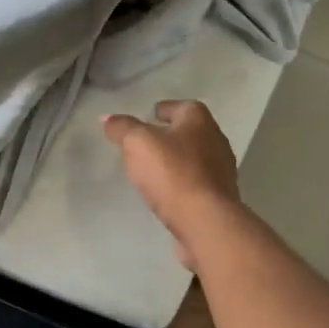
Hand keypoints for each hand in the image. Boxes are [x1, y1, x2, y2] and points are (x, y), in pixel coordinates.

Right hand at [102, 99, 240, 268]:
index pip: (181, 106)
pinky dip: (183, 183)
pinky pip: (197, 183)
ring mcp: (221, 170)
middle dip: (171, 135)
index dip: (164, 110)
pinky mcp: (219, 197)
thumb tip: (107, 118)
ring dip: (177, 161)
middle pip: (190, 132)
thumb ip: (122, 128)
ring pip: (195, 158)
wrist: (205, 221)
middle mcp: (215, 140)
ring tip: (154, 169)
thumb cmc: (172, 172)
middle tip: (146, 144)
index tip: (148, 117)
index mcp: (199, 120)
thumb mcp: (137, 143)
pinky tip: (167, 193)